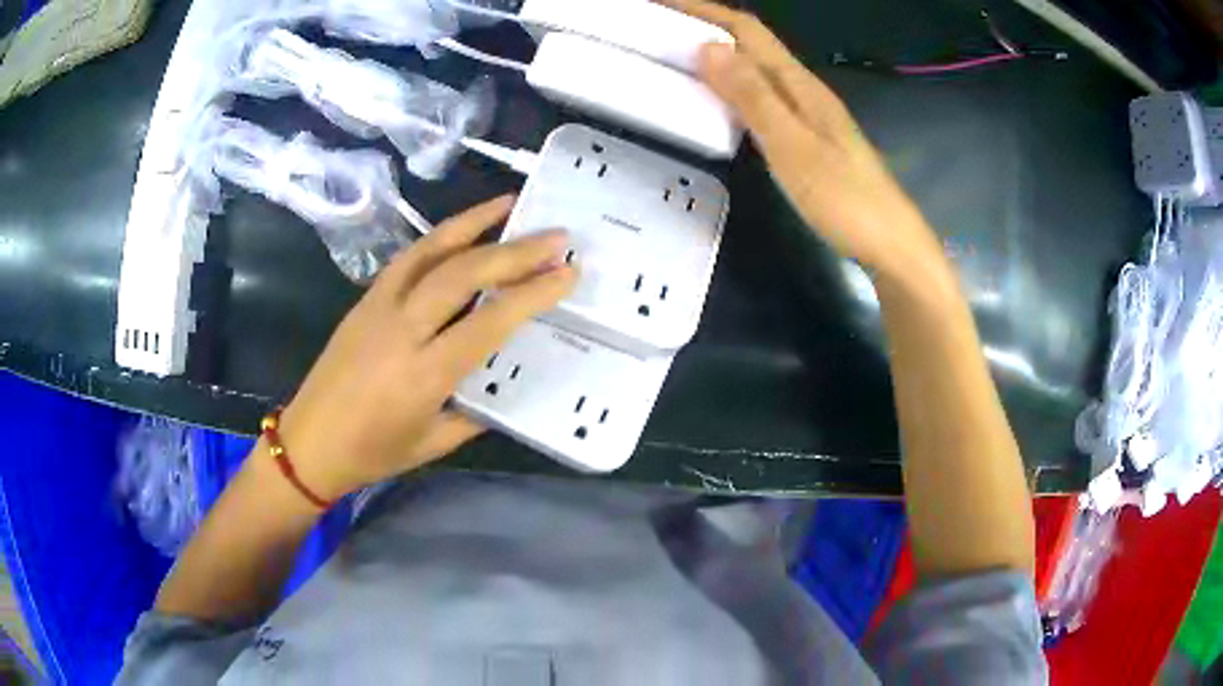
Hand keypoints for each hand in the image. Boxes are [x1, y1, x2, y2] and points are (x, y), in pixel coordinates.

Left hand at [276, 196, 575, 499]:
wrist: (308, 443)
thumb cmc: (372, 453)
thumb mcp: (434, 443)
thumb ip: (475, 412)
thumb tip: (505, 383)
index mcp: (424, 374)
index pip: (489, 322)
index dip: (533, 294)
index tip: (568, 272)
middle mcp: (402, 330)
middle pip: (463, 274)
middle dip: (515, 250)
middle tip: (555, 235)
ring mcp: (378, 307)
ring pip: (431, 252)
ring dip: (474, 222)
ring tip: (510, 203)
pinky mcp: (364, 299)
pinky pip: (407, 258)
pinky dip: (439, 237)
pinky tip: (461, 229)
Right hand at [665, 0, 946, 282]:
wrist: (891, 243)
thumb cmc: (845, 199)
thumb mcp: (792, 146)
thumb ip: (752, 97)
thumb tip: (708, 46)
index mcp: (798, 84)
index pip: (746, 29)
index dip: (703, 9)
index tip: (659, 1)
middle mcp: (803, 89)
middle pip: (751, 42)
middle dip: (705, 24)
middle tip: (657, 26)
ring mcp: (809, 113)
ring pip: (756, 67)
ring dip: (717, 52)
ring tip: (675, 53)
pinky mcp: (809, 136)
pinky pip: (763, 95)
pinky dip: (733, 83)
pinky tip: (718, 98)